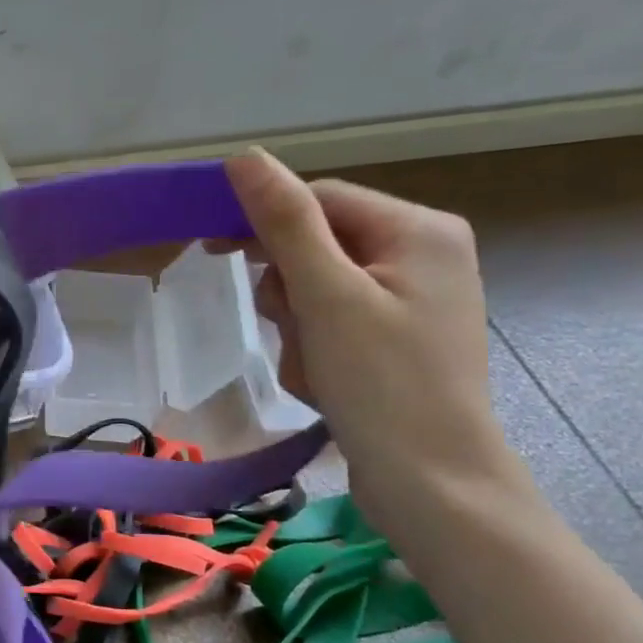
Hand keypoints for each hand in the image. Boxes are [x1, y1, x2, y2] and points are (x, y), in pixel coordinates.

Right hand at [223, 147, 520, 535]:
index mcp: (418, 230)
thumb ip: (284, 222)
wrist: (432, 486)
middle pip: (316, 247)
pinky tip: (326, 386)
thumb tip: (244, 156)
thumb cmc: (382, 384)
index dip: (263, 222)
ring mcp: (411, 302)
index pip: (319, 200)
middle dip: (289, 294)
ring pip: (316, 292)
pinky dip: (315, 352)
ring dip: (297, 330)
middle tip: (295, 332)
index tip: (211, 250)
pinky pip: (332, 325)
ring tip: (315, 370)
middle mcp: (422, 255)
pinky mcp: (396, 341)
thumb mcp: (326, 296)